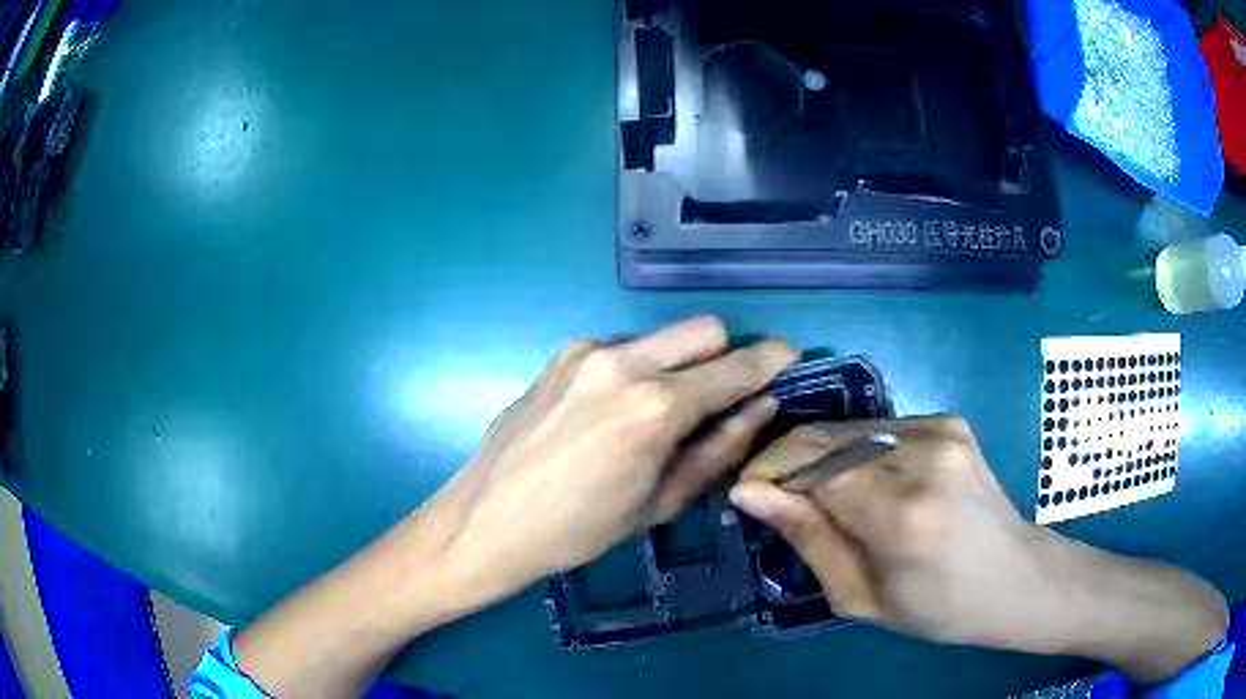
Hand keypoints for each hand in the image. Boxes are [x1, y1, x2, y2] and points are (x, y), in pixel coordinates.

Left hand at [417, 316, 795, 605]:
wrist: (486, 520)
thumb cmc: (578, 530)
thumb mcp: (660, 502)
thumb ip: (719, 448)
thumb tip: (761, 407)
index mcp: (654, 406)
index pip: (734, 367)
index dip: (770, 362)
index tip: (790, 361)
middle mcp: (622, 361)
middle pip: (704, 329)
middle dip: (726, 356)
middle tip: (721, 399)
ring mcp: (586, 351)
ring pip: (661, 339)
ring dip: (677, 366)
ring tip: (656, 417)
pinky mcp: (560, 354)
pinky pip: (621, 350)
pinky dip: (636, 371)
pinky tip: (612, 414)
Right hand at [730, 417, 1226, 680]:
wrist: (1017, 578)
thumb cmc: (940, 608)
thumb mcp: (861, 597)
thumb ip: (808, 538)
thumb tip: (751, 493)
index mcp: (902, 514)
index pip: (808, 466)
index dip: (766, 473)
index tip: (743, 494)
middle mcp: (924, 455)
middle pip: (825, 437)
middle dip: (787, 461)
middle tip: (771, 496)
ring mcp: (942, 429)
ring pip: (850, 428)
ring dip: (820, 456)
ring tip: (818, 496)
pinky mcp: (950, 421)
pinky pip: (880, 428)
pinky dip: (855, 451)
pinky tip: (864, 484)